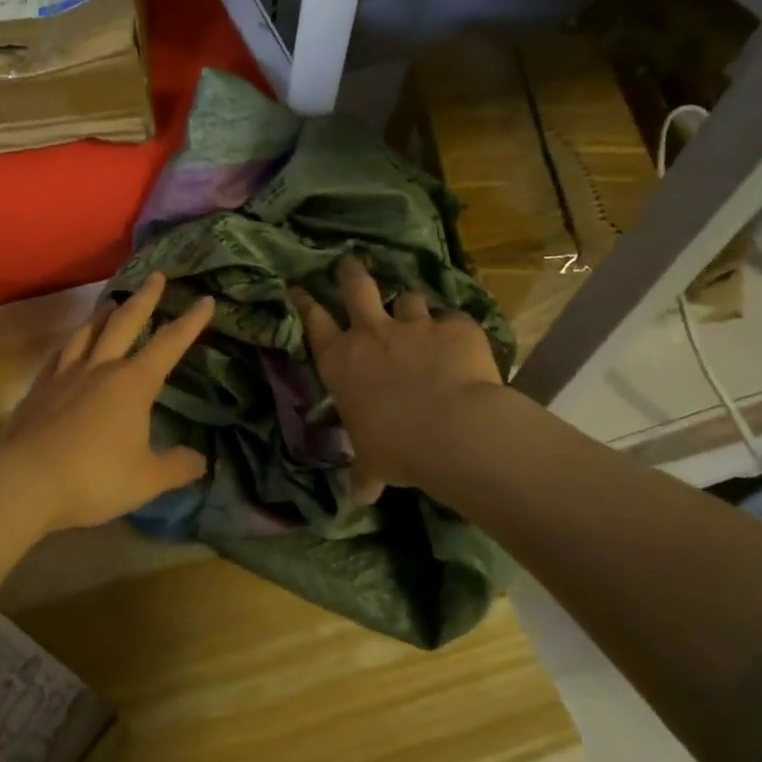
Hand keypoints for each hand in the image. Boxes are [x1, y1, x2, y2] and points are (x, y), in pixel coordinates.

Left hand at [4, 272, 213, 532]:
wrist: (25, 478)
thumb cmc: (94, 477)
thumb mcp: (147, 479)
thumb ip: (177, 467)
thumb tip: (201, 460)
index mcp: (133, 383)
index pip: (169, 344)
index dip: (190, 322)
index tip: (205, 300)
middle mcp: (101, 368)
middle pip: (125, 323)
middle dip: (145, 299)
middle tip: (155, 276)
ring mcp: (66, 374)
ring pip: (88, 333)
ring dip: (103, 314)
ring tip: (111, 302)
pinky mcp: (40, 388)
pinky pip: (60, 354)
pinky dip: (72, 343)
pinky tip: (71, 345)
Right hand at [292, 256, 503, 502]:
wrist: (453, 429)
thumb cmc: (396, 448)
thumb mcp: (373, 463)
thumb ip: (365, 474)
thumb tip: (360, 498)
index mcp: (341, 361)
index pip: (313, 322)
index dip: (304, 302)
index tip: (298, 287)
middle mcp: (372, 334)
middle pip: (356, 287)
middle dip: (350, 273)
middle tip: (348, 262)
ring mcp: (415, 326)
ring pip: (408, 299)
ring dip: (411, 306)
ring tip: (416, 313)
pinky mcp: (457, 328)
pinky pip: (454, 321)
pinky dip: (456, 331)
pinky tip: (463, 344)